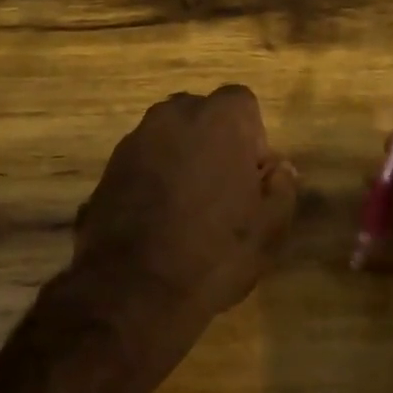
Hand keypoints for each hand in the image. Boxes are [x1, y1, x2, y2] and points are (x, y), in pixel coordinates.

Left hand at [70, 85, 298, 332]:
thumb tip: (279, 169)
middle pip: (203, 115)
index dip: (252, 138)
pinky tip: (159, 218)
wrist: (131, 289)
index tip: (251, 178)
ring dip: (183, 159)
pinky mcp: (109, 166)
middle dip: (215, 143)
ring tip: (188, 208)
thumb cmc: (214, 253)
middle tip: (223, 191)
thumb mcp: (268, 229)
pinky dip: (154, 177)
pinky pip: (144, 160)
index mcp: (219, 119)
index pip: (243, 103)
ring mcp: (136, 139)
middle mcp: (174, 115)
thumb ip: (282, 188)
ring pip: (171, 137)